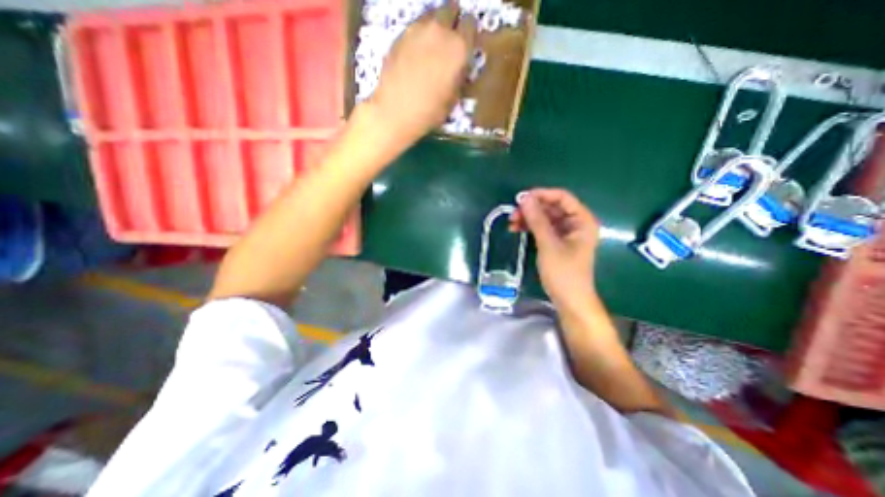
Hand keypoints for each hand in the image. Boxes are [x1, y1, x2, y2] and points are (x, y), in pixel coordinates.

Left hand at [367, 3, 477, 142]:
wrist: (396, 111)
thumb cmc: (430, 112)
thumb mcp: (454, 98)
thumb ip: (460, 74)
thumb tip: (460, 66)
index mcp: (459, 48)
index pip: (471, 24)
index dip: (469, 35)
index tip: (465, 46)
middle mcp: (440, 31)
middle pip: (451, 9)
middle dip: (453, 22)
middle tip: (449, 42)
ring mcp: (417, 29)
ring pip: (432, 15)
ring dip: (435, 26)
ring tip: (432, 47)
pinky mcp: (400, 34)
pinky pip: (415, 26)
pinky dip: (419, 35)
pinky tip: (416, 53)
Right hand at [511, 189, 601, 309]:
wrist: (569, 300)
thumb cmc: (563, 273)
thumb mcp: (548, 244)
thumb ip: (537, 220)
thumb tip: (524, 198)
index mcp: (582, 220)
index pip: (562, 197)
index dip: (542, 195)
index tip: (521, 198)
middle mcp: (575, 223)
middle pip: (552, 207)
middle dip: (532, 209)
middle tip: (513, 213)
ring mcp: (566, 233)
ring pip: (545, 217)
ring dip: (529, 218)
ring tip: (512, 222)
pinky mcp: (557, 242)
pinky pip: (543, 228)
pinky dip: (530, 227)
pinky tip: (517, 229)